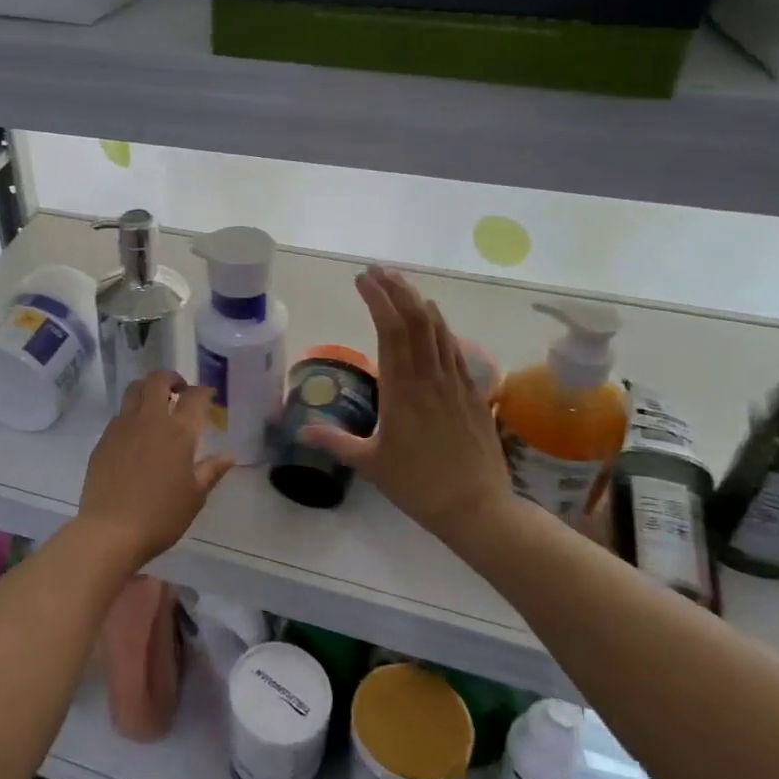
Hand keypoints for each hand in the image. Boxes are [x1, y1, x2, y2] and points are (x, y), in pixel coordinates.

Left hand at [76, 372, 233, 566]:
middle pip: (158, 380)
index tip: (208, 396)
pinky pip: (119, 414)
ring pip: (134, 390)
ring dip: (148, 390)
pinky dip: (131, 414)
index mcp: (178, 432)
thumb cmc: (160, 516)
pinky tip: (136, 435)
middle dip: (171, 378)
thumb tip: (229, 455)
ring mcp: (122, 426)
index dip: (204, 391)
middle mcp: (150, 420)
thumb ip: (211, 471)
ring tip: (156, 406)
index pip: (195, 397)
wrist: (110, 530)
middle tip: (179, 391)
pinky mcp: (103, 439)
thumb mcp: (194, 496)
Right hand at [303, 267, 522, 543]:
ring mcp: (455, 383)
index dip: (378, 299)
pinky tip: (435, 317)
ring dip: (418, 301)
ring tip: (399, 283)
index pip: (391, 331)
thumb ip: (335, 442)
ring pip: (438, 329)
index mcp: (402, 391)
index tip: (362, 279)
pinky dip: (441, 326)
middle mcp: (429, 378)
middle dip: (396, 290)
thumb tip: (301, 431)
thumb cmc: (418, 486)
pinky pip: (455, 349)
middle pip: (416, 320)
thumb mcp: (370, 464)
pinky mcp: (472, 393)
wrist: (477, 507)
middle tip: (376, 270)